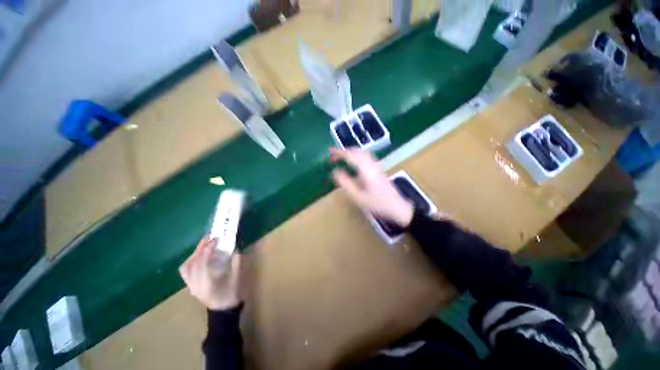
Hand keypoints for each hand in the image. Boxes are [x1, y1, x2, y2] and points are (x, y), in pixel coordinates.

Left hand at [179, 236, 241, 310]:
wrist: (222, 310)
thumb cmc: (230, 295)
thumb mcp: (236, 279)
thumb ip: (236, 263)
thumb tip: (235, 248)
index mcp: (207, 285)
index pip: (202, 265)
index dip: (207, 251)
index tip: (216, 240)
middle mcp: (194, 286)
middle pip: (192, 264)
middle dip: (200, 249)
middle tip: (209, 237)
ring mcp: (190, 286)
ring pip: (185, 267)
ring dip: (194, 253)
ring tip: (204, 244)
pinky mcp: (190, 285)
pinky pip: (185, 271)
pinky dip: (190, 260)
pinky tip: (198, 255)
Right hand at [330, 148, 413, 226]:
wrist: (398, 207)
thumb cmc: (377, 203)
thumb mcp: (358, 197)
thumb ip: (345, 183)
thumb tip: (335, 172)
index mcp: (366, 169)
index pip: (351, 155)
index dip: (339, 153)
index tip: (329, 154)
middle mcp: (372, 164)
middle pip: (357, 151)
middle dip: (344, 151)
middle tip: (333, 155)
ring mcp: (377, 166)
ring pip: (362, 153)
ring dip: (351, 152)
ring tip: (341, 157)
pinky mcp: (379, 169)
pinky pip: (365, 157)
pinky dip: (356, 156)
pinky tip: (354, 162)